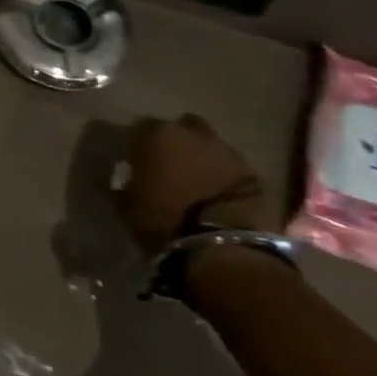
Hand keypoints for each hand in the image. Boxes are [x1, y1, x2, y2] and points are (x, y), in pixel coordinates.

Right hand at [118, 114, 275, 257]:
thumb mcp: (126, 205)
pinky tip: (216, 195)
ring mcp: (228, 152)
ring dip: (201, 158)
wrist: (224, 247)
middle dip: (175, 142)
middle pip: (181, 128)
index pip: (139, 128)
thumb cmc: (164, 220)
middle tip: (167, 165)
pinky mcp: (255, 175)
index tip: (133, 162)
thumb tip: (121, 179)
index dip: (136, 145)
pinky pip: (231, 169)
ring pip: (209, 146)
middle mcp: (193, 133)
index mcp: (157, 135)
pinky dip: (223, 177)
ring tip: (194, 182)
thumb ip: (121, 185)